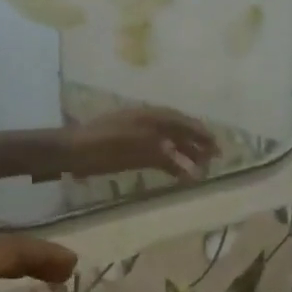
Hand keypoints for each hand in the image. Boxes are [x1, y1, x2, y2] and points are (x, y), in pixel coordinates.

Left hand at [65, 106, 218, 179]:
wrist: (73, 151)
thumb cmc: (105, 145)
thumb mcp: (137, 148)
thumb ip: (163, 153)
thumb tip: (186, 162)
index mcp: (151, 116)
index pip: (184, 122)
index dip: (202, 134)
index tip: (218, 146)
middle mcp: (148, 123)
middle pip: (178, 131)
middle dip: (197, 144)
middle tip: (214, 159)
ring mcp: (138, 136)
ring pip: (168, 143)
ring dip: (185, 155)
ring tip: (200, 170)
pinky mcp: (129, 150)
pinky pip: (156, 154)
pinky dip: (170, 163)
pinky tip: (178, 174)